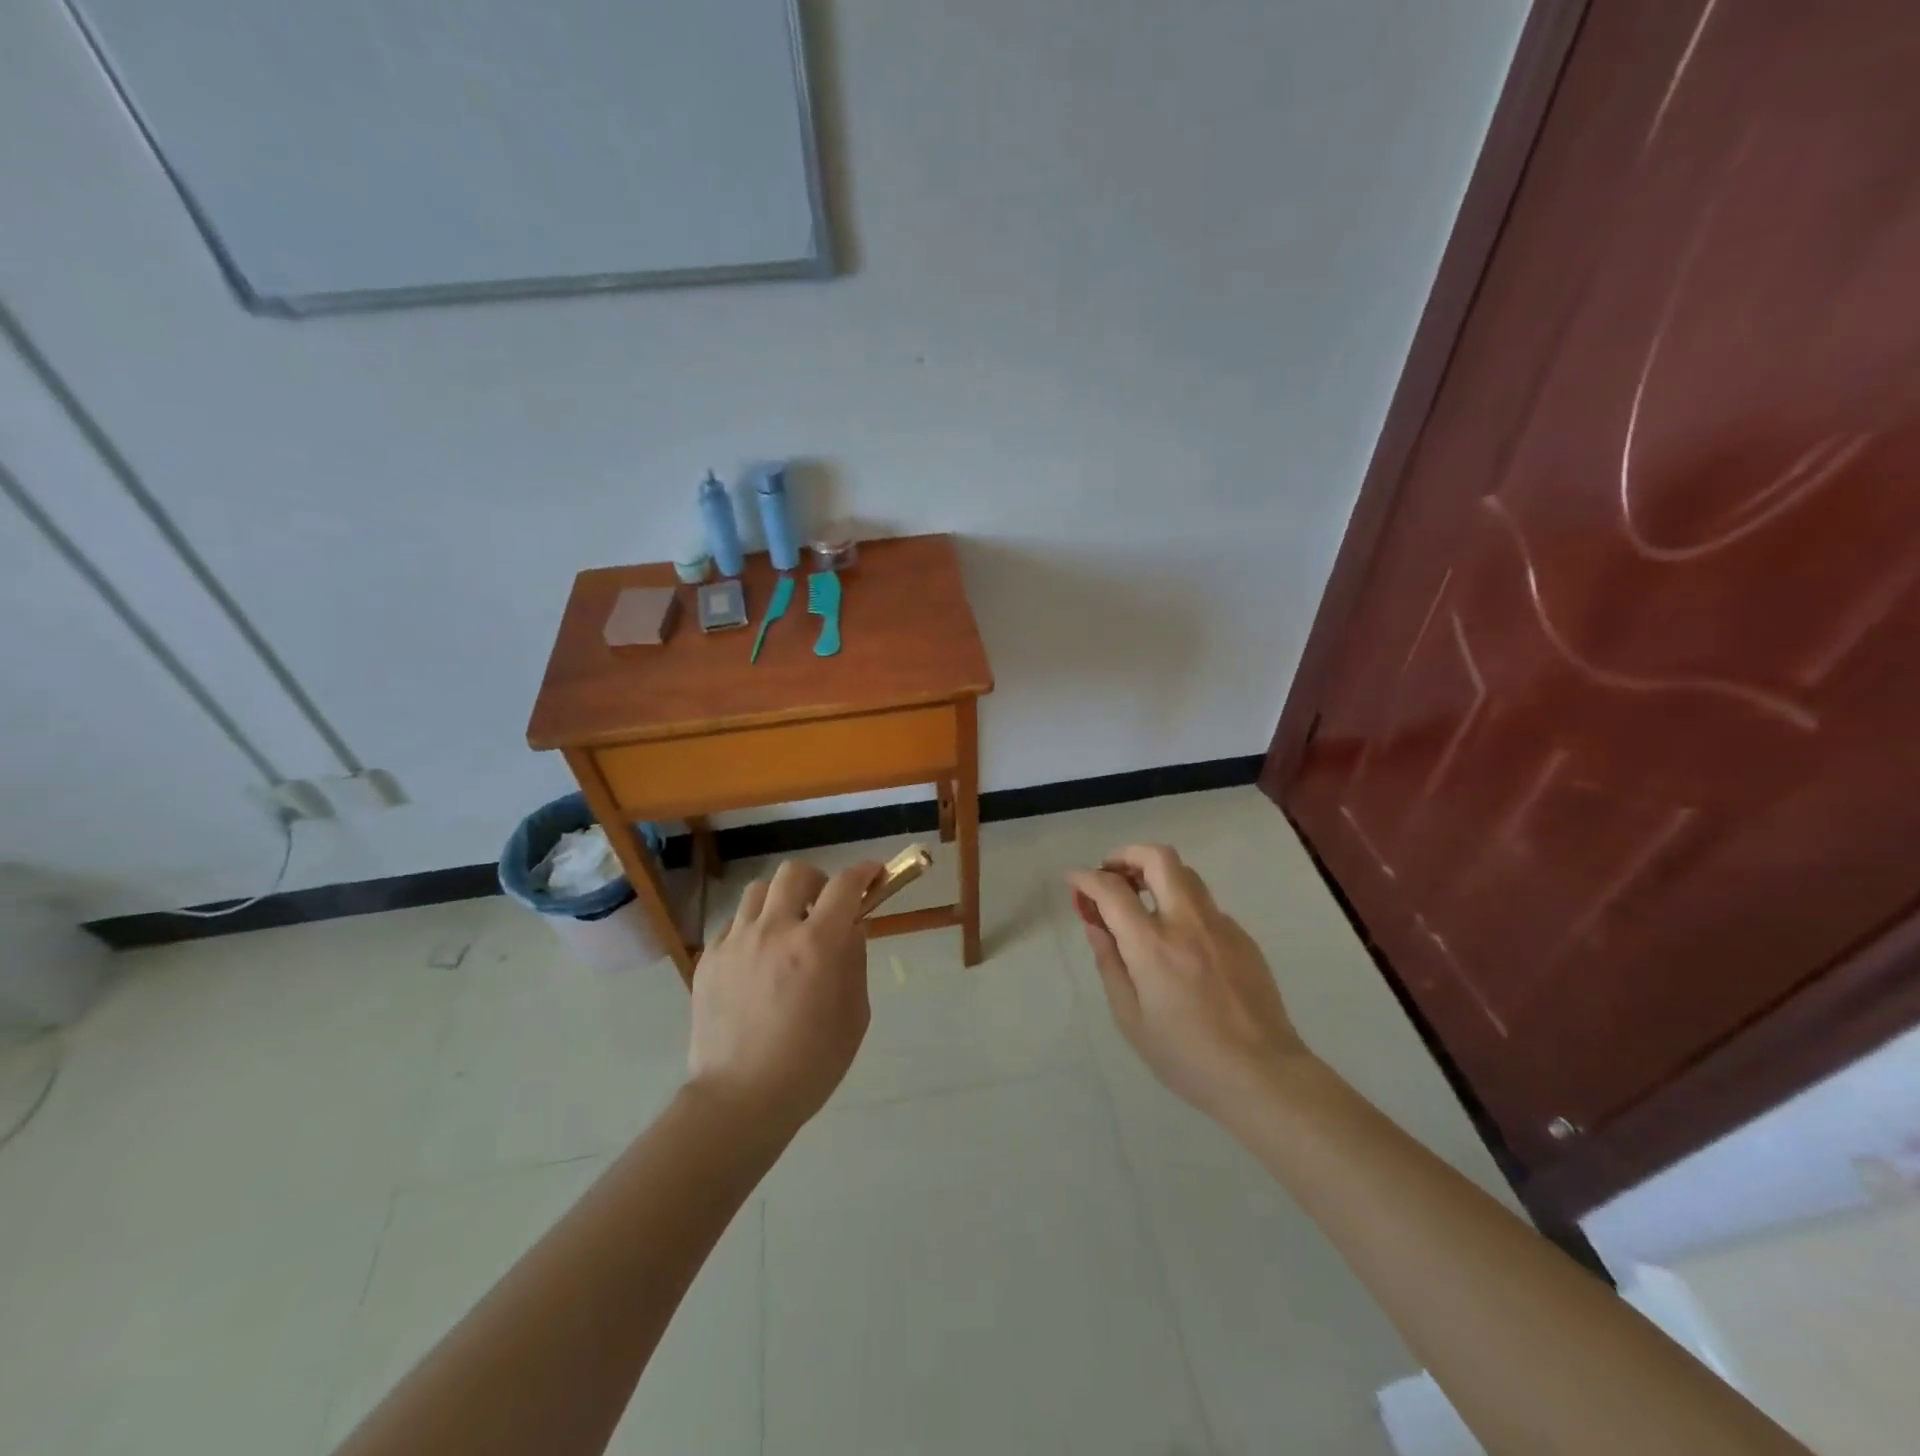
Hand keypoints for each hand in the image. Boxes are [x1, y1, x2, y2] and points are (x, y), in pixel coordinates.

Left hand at [689, 857, 882, 1130]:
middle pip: (795, 873)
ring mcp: (735, 942)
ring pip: (758, 891)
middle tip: (824, 908)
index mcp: (816, 944)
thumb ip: (855, 961)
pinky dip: (752, 929)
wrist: (739, 1100)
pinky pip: (734, 924)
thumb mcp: (854, 1016)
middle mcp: (774, 930)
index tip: (873, 875)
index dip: (864, 872)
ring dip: (780, 901)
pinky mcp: (708, 959)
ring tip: (786, 931)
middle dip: (818, 881)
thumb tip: (851, 928)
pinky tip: (757, 960)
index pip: (845, 885)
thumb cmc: (810, 1064)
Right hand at [1067, 844, 1306, 1121]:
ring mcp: (1220, 926)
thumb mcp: (1131, 1018)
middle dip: (1127, 855)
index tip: (1074, 880)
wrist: (1263, 1075)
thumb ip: (1110, 964)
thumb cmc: (1187, 1056)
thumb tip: (1096, 925)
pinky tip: (1179, 940)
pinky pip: (1206, 905)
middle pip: (1158, 858)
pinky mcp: (1243, 937)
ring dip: (1156, 875)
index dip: (1086, 877)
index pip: (1112, 890)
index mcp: (1152, 946)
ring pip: (1186, 874)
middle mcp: (1187, 922)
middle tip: (1111, 875)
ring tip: (1141, 901)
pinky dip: (1182, 905)